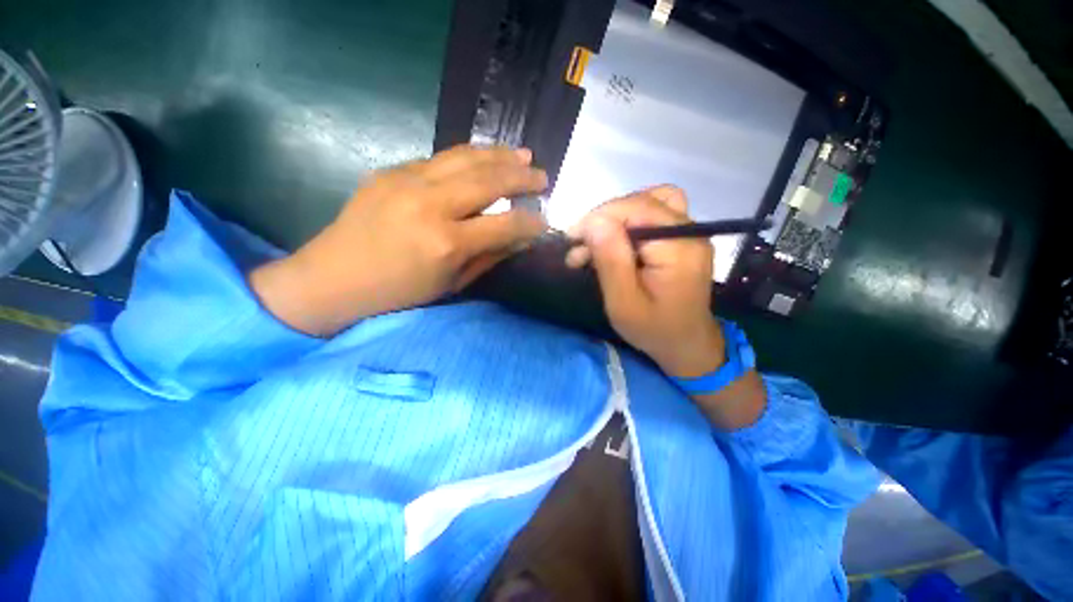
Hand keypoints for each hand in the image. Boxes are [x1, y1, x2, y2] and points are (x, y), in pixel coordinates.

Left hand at [250, 145, 547, 335]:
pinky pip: (440, 159)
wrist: (333, 278)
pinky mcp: (391, 171)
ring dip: (499, 155)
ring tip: (523, 156)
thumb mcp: (452, 283)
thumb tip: (521, 239)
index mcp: (447, 243)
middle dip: (522, 177)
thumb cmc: (399, 293)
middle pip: (489, 180)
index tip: (545, 220)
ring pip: (466, 158)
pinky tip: (485, 159)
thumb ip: (490, 256)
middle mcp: (431, 205)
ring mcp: (407, 181)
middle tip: (543, 176)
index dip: (531, 221)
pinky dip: (469, 158)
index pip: (505, 223)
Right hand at [565, 186, 724, 377]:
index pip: (636, 208)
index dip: (599, 217)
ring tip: (597, 243)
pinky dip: (630, 222)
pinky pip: (654, 214)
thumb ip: (611, 261)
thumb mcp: (624, 303)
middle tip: (579, 249)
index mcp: (679, 248)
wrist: (686, 344)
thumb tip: (593, 221)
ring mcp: (689, 233)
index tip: (572, 239)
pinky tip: (616, 242)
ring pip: (649, 202)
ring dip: (617, 218)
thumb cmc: (653, 330)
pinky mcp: (682, 238)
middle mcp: (690, 232)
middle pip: (641, 202)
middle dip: (604, 220)